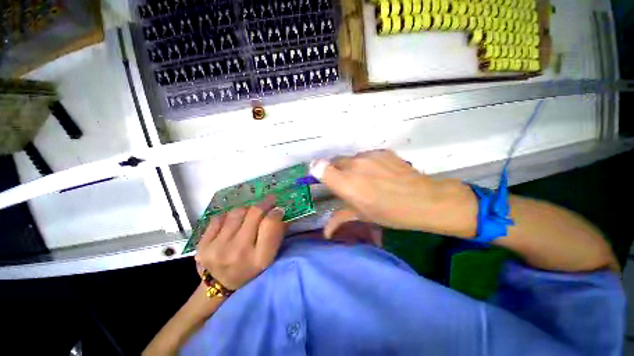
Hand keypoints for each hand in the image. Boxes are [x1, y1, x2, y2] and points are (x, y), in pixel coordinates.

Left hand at [195, 196, 285, 289]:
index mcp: (259, 258)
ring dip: (247, 209)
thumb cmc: (250, 269)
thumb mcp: (269, 257)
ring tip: (249, 214)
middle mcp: (238, 252)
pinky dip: (229, 216)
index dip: (276, 212)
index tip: (278, 208)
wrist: (220, 285)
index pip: (270, 224)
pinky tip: (232, 223)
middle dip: (264, 204)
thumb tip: (280, 211)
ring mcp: (217, 248)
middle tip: (269, 200)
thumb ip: (276, 234)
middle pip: (254, 213)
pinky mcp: (202, 245)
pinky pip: (220, 217)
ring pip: (237, 212)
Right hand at [311, 150, 477, 237]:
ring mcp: (368, 156)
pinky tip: (380, 173)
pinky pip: (366, 156)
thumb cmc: (389, 213)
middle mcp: (353, 165)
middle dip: (336, 171)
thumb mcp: (362, 216)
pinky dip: (367, 163)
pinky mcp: (381, 151)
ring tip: (366, 179)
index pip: (319, 167)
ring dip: (352, 167)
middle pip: (334, 161)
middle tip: (348, 183)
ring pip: (351, 159)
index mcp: (345, 183)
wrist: (423, 200)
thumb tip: (326, 232)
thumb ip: (339, 218)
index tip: (323, 178)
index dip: (318, 171)